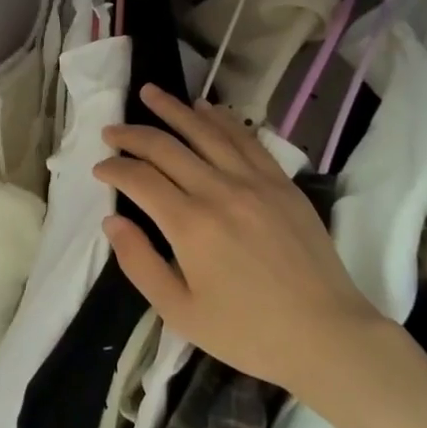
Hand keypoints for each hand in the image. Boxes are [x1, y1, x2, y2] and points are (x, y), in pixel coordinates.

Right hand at [94, 85, 382, 393]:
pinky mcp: (280, 181)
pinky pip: (245, 138)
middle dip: (132, 134)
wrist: (327, 335)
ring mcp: (254, 181)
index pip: (140, 179)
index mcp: (190, 225)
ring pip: (205, 131)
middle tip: (111, 130)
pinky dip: (220, 119)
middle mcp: (219, 191)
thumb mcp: (181, 313)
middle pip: (166, 147)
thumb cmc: (248, 333)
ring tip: (149, 93)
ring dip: (173, 109)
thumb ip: (140, 263)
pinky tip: (204, 108)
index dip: (114, 168)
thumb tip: (111, 221)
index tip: (99, 168)